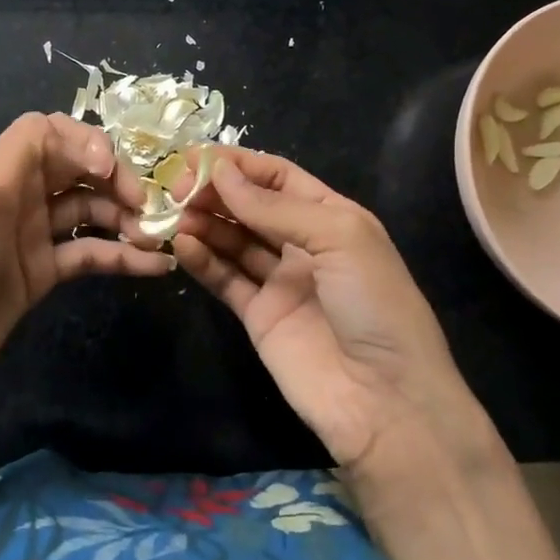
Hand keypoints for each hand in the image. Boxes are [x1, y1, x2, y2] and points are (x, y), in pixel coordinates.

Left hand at [0, 112, 174, 411]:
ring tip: (156, 238)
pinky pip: (90, 255)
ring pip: (91, 213)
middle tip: (148, 207)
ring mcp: (35, 235)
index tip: (111, 170)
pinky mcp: (44, 273)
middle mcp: (23, 194)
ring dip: (126, 220)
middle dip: (118, 182)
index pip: (55, 133)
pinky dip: (122, 258)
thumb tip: (97, 151)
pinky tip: (155, 266)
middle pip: (81, 171)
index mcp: (7, 168)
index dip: (89, 142)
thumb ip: (32, 147)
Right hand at [172, 150, 474, 476]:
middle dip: (215, 192)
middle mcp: (304, 244)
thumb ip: (276, 206)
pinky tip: (182, 244)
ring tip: (174, 213)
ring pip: (234, 240)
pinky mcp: (259, 316)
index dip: (239, 165)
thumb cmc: (375, 304)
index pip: (278, 178)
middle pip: (251, 206)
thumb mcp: (339, 238)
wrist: (385, 401)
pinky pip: (225, 279)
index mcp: (333, 217)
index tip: (196, 157)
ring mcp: (280, 281)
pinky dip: (202, 260)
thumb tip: (221, 173)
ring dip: (204, 222)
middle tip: (177, 186)